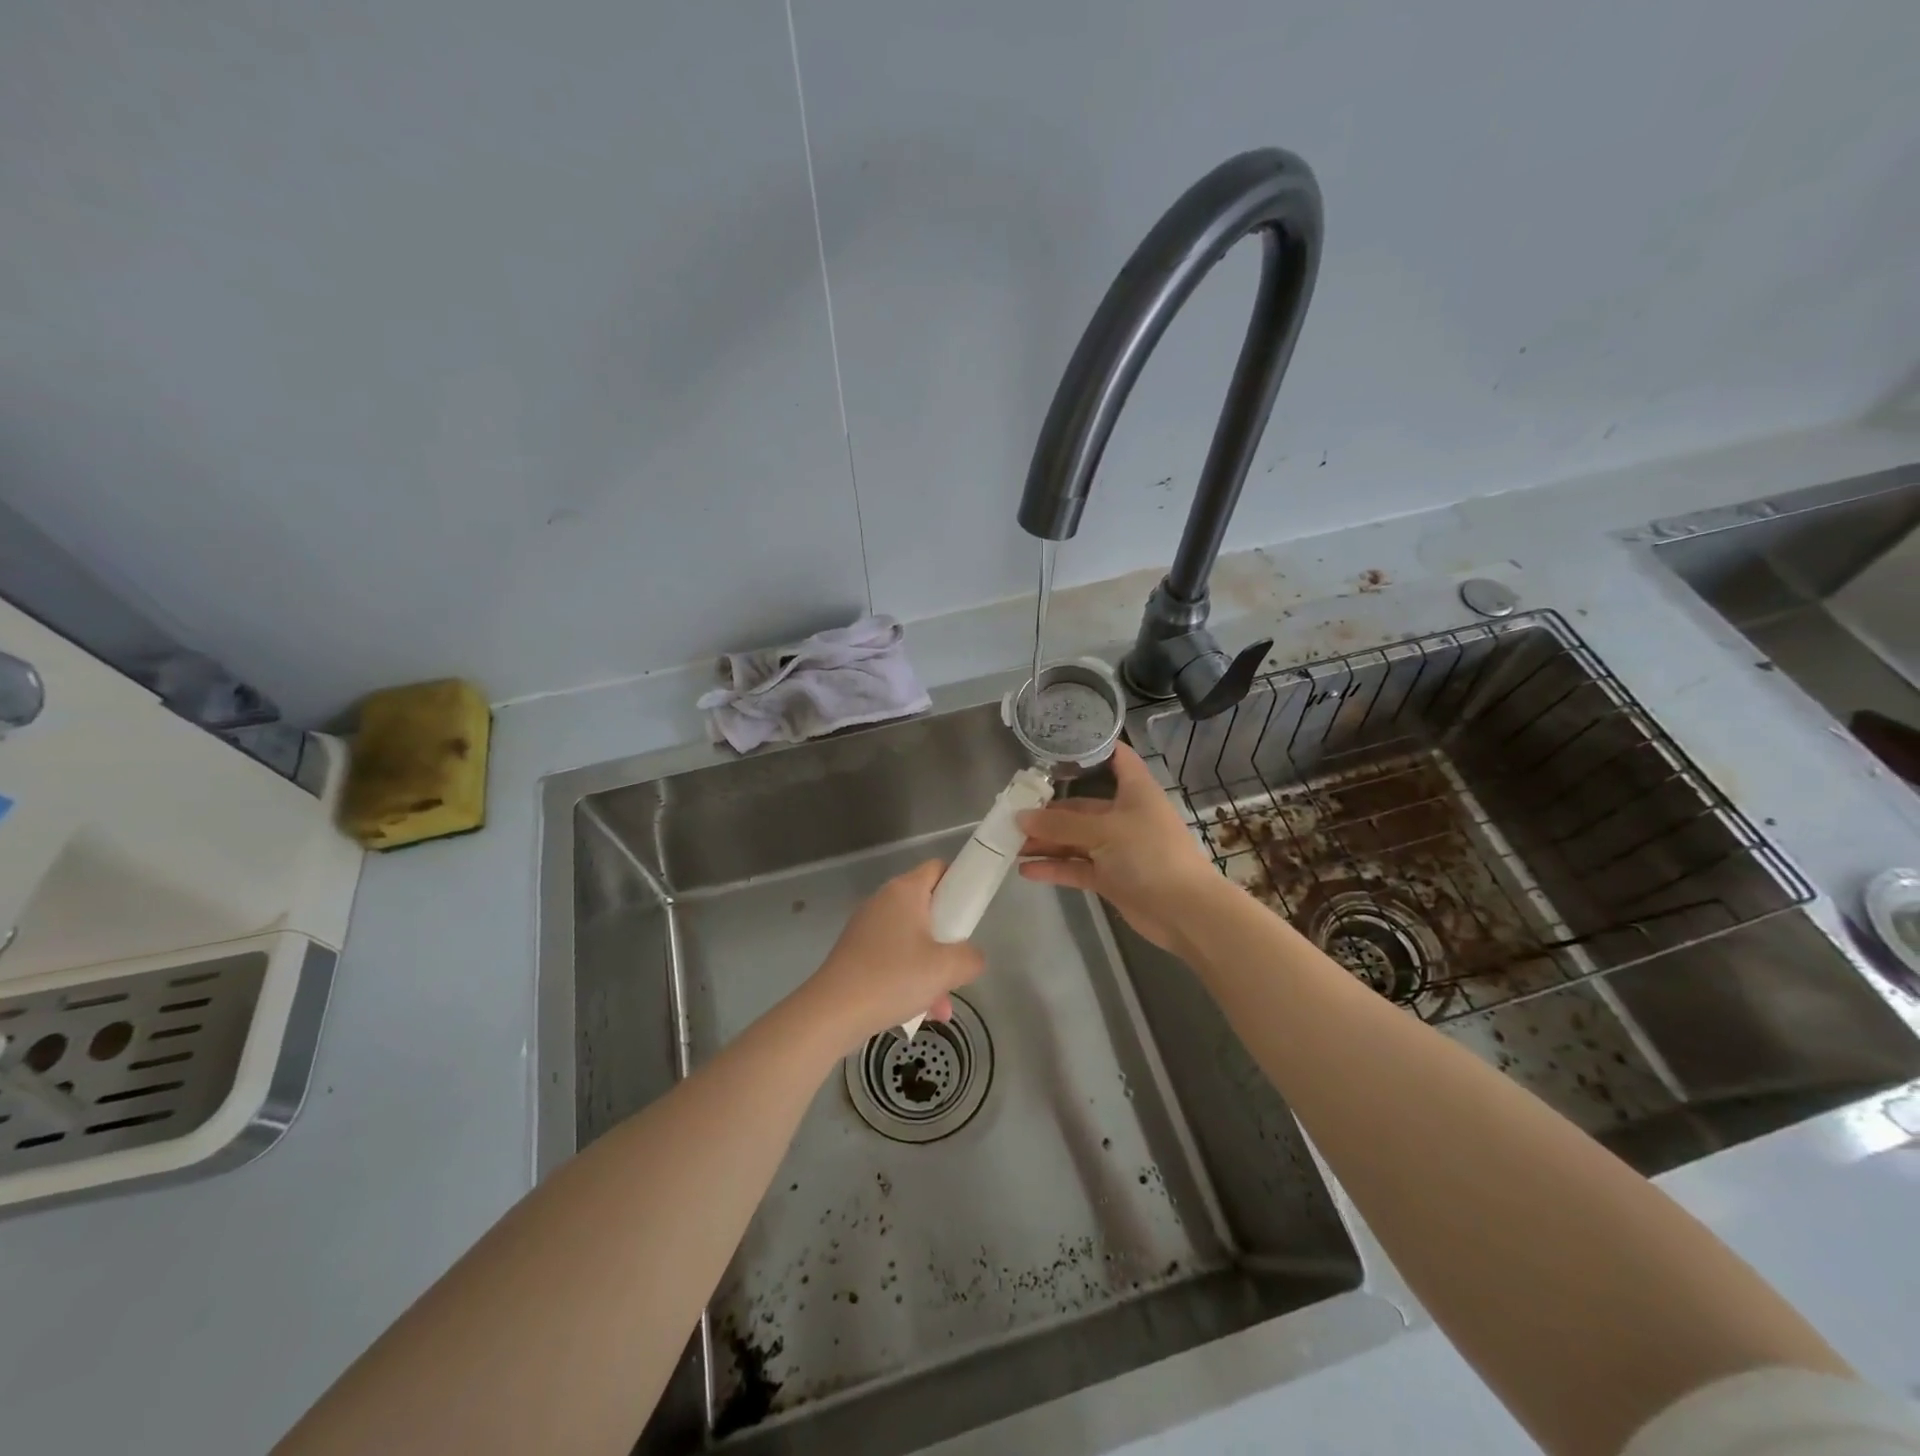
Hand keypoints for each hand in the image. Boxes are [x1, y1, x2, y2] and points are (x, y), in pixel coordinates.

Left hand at [800, 861, 985, 1049]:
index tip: (972, 914)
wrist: (832, 1012)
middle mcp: (884, 901)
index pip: (939, 869)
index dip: (960, 884)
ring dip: (931, 968)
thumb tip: (972, 957)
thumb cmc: (893, 978)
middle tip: (958, 963)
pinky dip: (909, 978)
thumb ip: (971, 957)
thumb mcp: (947, 968)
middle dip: (948, 939)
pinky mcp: (856, 952)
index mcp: (905, 891)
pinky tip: (920, 1012)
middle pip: (928, 908)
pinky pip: (893, 957)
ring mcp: (867, 927)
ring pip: (912, 939)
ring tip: (941, 1005)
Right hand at [1017, 742, 1227, 952]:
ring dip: (1046, 841)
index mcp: (1135, 791)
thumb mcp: (1103, 831)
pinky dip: (1054, 867)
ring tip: (1010, 843)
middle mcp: (1125, 815)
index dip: (1091, 748)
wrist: (1184, 911)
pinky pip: (1076, 867)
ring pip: (1075, 839)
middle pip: (1082, 805)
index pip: (1116, 758)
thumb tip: (1020, 817)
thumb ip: (1060, 824)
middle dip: (1048, 811)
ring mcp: (1117, 848)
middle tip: (1012, 812)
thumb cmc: (1150, 854)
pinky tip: (1026, 869)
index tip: (1056, 746)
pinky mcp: (1111, 878)